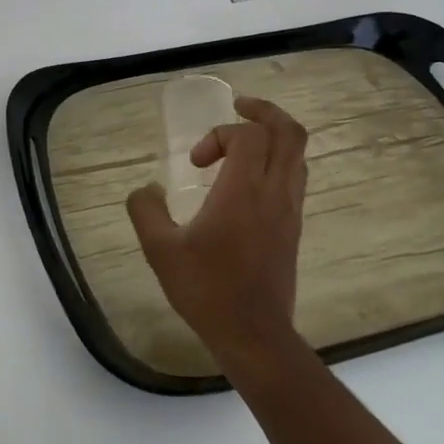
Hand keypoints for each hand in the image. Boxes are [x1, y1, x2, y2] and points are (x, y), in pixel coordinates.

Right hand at [126, 96, 309, 373]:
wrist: (254, 335)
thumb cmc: (207, 289)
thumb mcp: (160, 250)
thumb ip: (145, 210)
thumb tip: (146, 189)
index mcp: (243, 191)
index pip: (248, 134)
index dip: (219, 134)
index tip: (196, 163)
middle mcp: (274, 192)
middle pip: (290, 132)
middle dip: (265, 112)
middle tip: (238, 108)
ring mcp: (289, 210)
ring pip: (298, 154)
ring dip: (273, 136)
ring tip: (243, 141)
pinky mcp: (294, 227)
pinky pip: (295, 176)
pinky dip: (276, 162)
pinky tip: (248, 180)